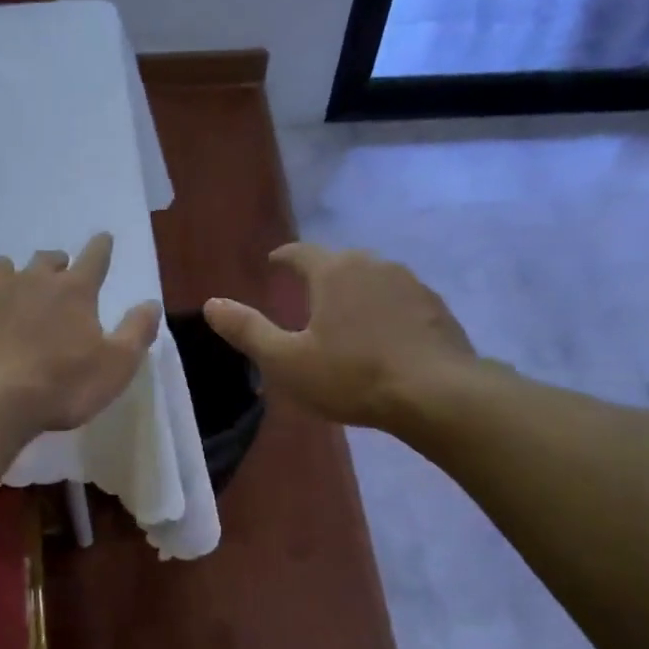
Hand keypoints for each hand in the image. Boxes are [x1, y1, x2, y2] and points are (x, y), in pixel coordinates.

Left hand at [0, 232, 162, 432]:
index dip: (102, 247)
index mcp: (75, 291)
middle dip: (57, 265)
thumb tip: (151, 302)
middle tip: (58, 278)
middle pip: (48, 259)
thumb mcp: (115, 367)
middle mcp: (34, 278)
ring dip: (14, 274)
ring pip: (5, 264)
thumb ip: (136, 332)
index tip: (103, 239)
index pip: (95, 258)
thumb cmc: (60, 386)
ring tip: (14, 291)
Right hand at [203, 244, 477, 428]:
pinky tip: (384, 338)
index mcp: (334, 272)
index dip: (284, 258)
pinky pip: (399, 302)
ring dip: (355, 294)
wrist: (438, 394)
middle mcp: (373, 265)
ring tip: (345, 319)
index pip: (301, 253)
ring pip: (372, 281)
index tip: (274, 263)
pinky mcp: (436, 308)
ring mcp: (411, 284)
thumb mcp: (286, 361)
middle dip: (320, 276)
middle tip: (306, 296)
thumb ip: (248, 331)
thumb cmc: (352, 376)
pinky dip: (384, 312)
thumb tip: (211, 304)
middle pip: (339, 263)